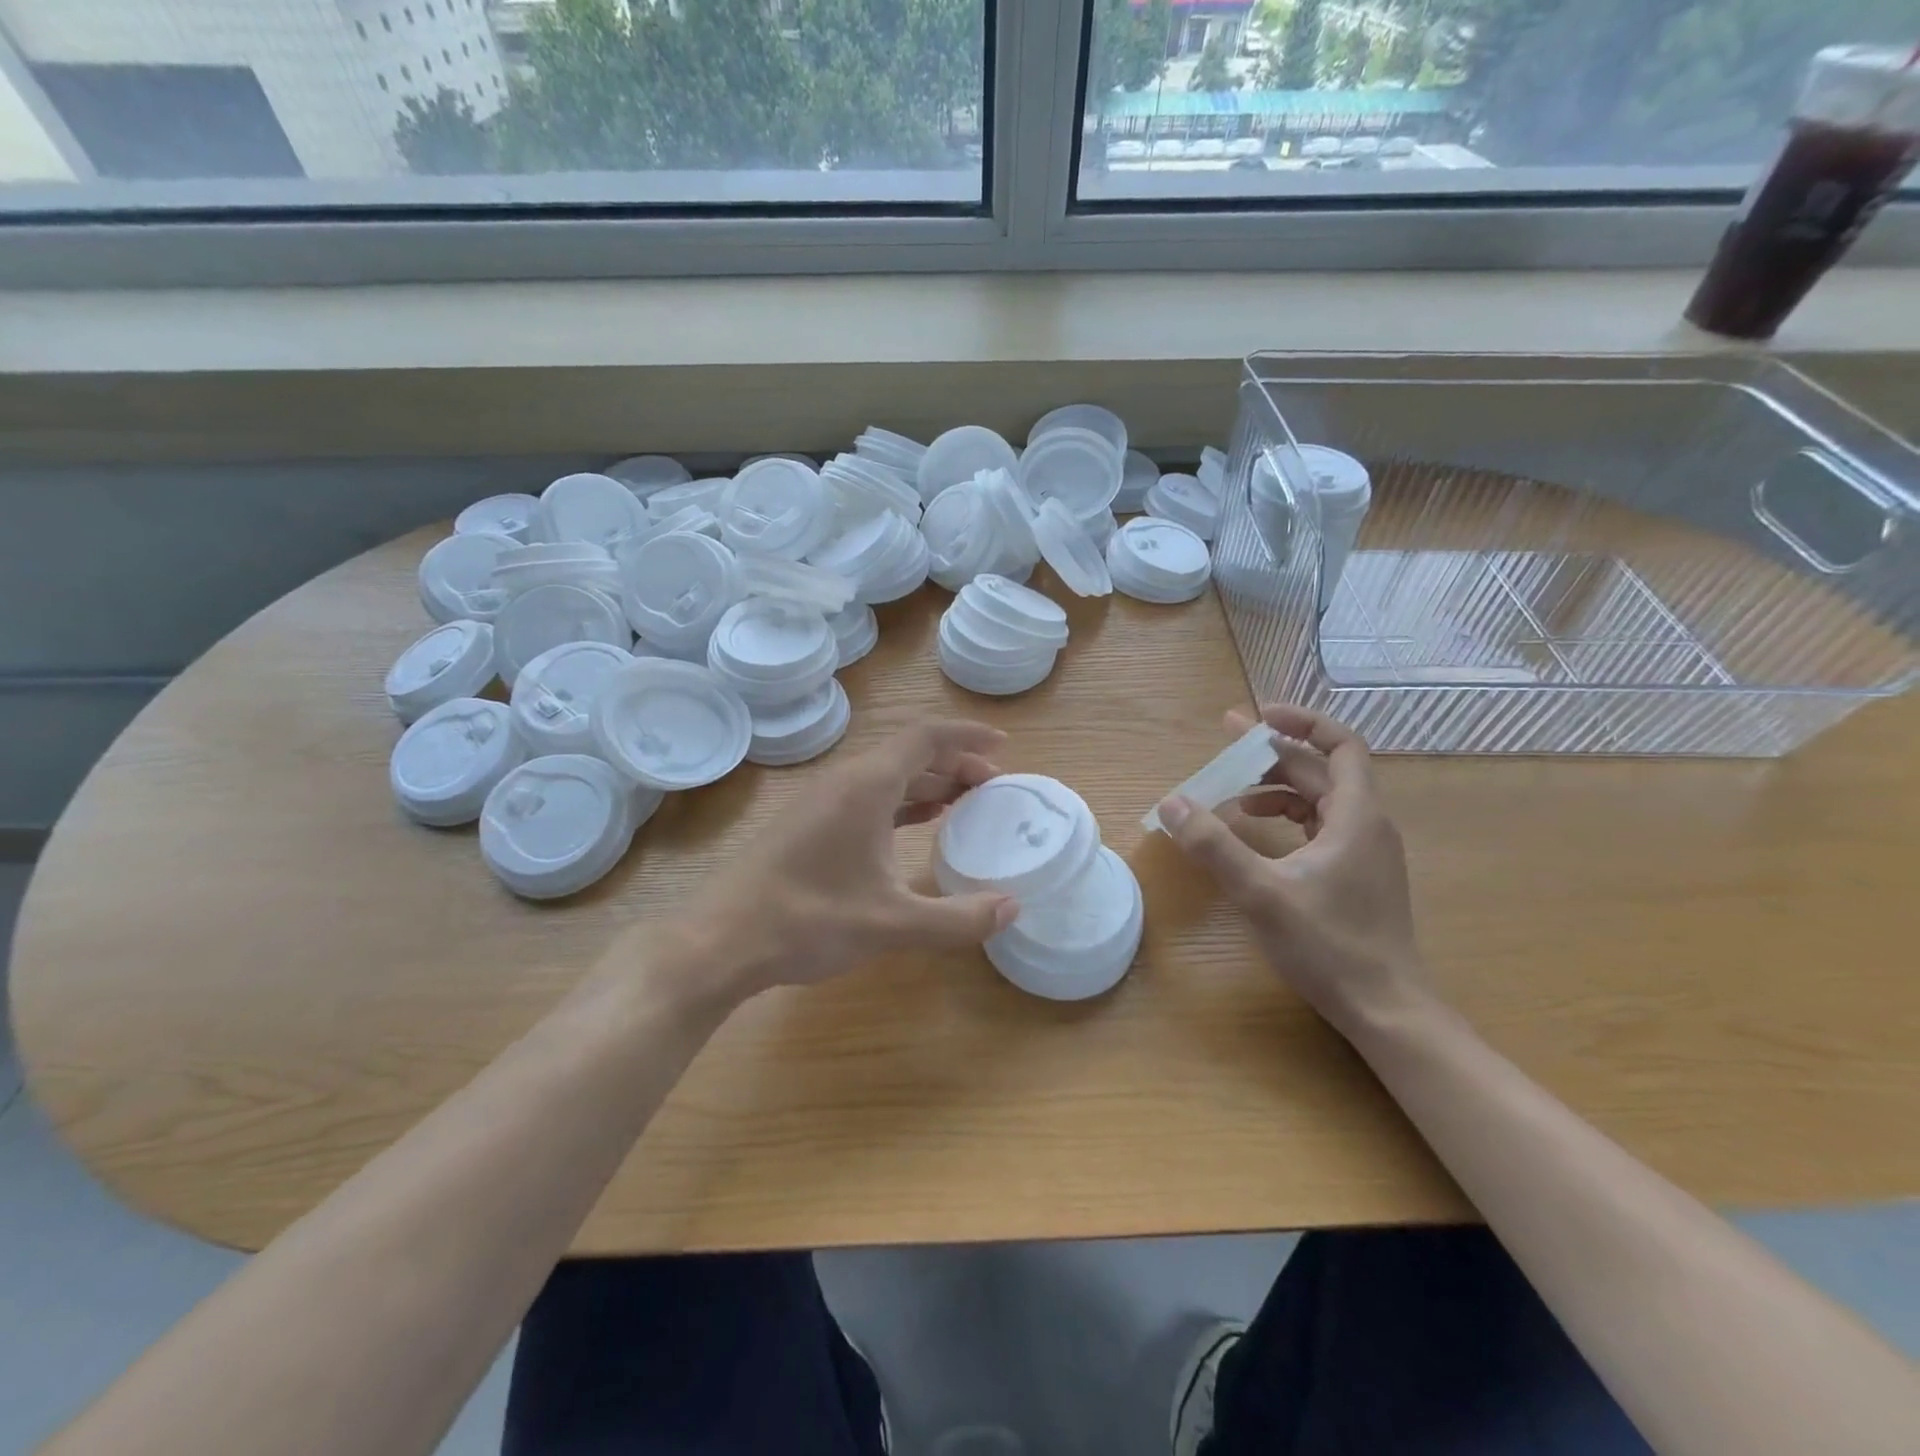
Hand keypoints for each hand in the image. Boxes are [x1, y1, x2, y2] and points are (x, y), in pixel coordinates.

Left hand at [648, 721, 1020, 1005]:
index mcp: (867, 785)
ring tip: (964, 803)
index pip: (926, 737)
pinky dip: (900, 803)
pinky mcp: (807, 824)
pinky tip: (915, 825)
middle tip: (992, 788)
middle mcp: (844, 781)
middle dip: (954, 764)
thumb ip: (957, 918)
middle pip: (909, 754)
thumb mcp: (891, 923)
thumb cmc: (808, 920)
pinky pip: (866, 797)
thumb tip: (1013, 909)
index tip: (1003, 747)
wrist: (720, 939)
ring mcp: (821, 802)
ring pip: (885, 776)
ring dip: (927, 784)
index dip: (967, 737)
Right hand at [1158, 704, 1424, 1033]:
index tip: (1258, 716)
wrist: (1386, 1008)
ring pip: (1321, 800)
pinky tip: (1258, 836)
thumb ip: (1214, 845)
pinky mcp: (1358, 875)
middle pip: (1321, 770)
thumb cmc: (1328, 945)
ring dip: (1277, 788)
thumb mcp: (1260, 892)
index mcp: (1355, 815)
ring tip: (1233, 798)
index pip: (1340, 744)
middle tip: (1226, 747)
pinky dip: (1288, 818)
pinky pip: (1322, 827)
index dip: (1301, 722)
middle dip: (1273, 754)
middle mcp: (1367, 824)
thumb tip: (1171, 802)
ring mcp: (1366, 851)